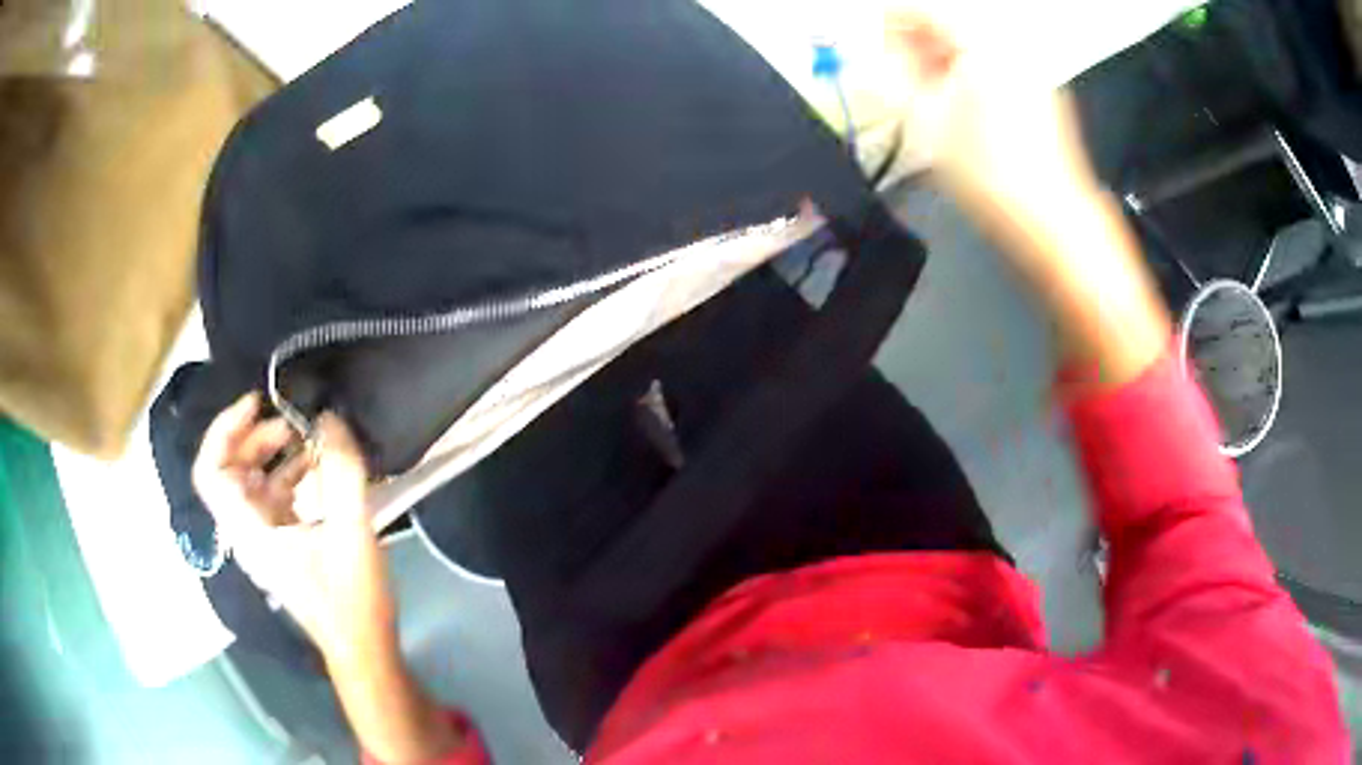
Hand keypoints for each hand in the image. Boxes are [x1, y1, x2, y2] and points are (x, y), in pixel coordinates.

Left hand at [192, 393, 396, 662]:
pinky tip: (318, 468)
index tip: (257, 404)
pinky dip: (287, 475)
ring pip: (249, 483)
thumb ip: (343, 471)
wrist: (362, 649)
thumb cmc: (352, 599)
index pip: (211, 471)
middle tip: (291, 423)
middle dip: (254, 437)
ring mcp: (263, 540)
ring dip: (272, 455)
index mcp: (251, 530)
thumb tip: (329, 419)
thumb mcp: (353, 532)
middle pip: (228, 470)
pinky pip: (271, 498)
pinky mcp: (281, 545)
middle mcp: (247, 531)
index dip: (224, 429)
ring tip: (307, 439)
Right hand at [883, 9, 1170, 389]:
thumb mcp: (927, 121)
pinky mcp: (1043, 100)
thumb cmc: (993, 175)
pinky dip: (969, 80)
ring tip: (919, 92)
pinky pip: (995, 73)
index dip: (891, 21)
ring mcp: (1032, 74)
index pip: (925, 11)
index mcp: (983, 44)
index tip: (870, 36)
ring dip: (941, 64)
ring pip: (974, 53)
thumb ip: (892, 76)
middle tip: (890, 68)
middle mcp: (1012, 50)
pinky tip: (957, 109)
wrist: (1054, 225)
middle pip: (952, 29)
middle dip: (916, 45)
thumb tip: (874, 51)